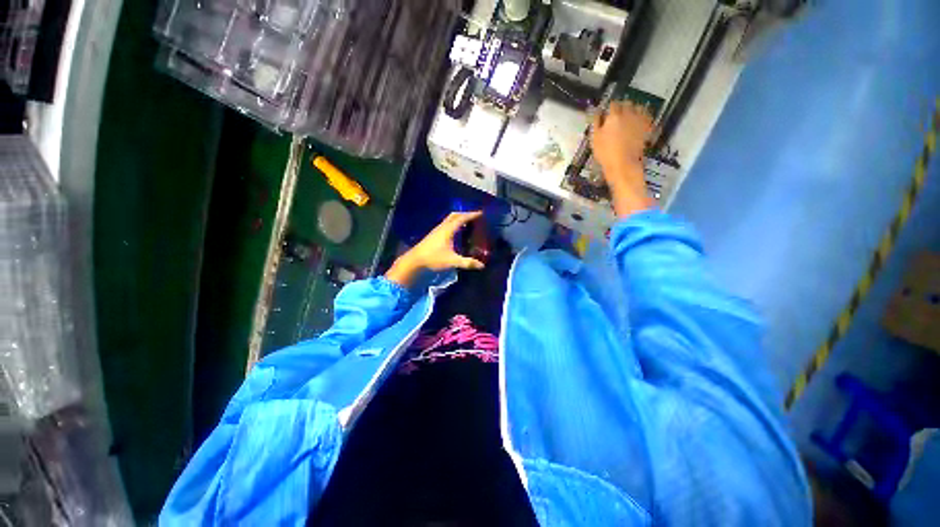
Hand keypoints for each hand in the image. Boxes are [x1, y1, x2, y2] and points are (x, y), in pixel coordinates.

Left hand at [385, 211, 484, 287]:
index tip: (481, 213)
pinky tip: (456, 232)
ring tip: (468, 223)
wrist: (415, 261)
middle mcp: (442, 227)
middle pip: (455, 215)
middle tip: (475, 217)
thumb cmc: (433, 258)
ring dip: (459, 218)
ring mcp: (437, 230)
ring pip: (449, 219)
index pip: (462, 218)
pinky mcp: (434, 235)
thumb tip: (481, 265)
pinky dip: (454, 224)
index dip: (472, 215)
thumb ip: (467, 263)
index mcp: (448, 230)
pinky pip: (446, 224)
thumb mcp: (452, 261)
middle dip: (465, 214)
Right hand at [591, 101, 655, 217]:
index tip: (607, 112)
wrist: (623, 165)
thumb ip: (596, 123)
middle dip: (622, 107)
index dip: (609, 107)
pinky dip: (643, 116)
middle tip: (617, 115)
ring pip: (638, 107)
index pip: (612, 104)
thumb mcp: (594, 139)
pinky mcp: (647, 128)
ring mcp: (640, 120)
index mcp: (614, 116)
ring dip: (634, 109)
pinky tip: (639, 122)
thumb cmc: (605, 153)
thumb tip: (597, 112)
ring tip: (629, 117)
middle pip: (627, 103)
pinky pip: (646, 117)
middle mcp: (629, 114)